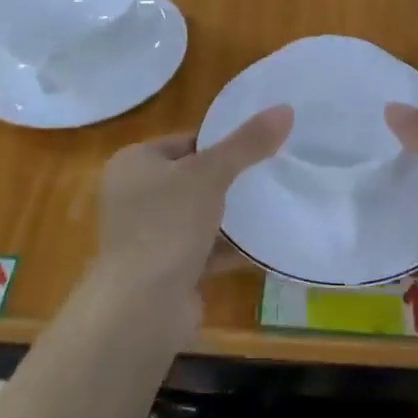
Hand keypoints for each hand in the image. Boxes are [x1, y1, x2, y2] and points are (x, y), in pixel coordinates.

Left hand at [90, 106, 292, 312]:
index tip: (259, 144)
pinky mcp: (165, 271)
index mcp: (132, 164)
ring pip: (198, 216)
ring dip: (230, 216)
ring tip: (275, 203)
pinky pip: (203, 251)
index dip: (220, 141)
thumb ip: (246, 143)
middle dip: (229, 179)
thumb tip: (285, 108)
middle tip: (272, 172)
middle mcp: (134, 197)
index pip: (183, 141)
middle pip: (191, 179)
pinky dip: (229, 248)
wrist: (141, 309)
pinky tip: (265, 245)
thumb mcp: (209, 174)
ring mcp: (148, 237)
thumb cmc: (167, 225)